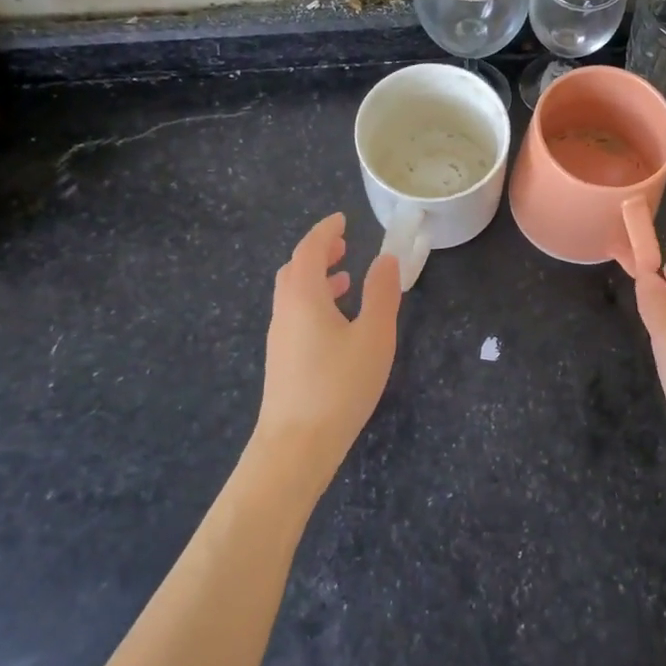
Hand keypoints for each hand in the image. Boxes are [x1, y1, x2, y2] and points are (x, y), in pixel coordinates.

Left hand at [255, 212, 402, 493]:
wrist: (296, 446)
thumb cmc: (339, 385)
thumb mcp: (373, 336)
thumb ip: (381, 294)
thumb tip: (386, 259)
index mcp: (303, 296)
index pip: (309, 249)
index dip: (325, 231)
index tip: (342, 220)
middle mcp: (285, 311)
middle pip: (295, 270)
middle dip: (318, 253)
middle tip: (343, 245)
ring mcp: (279, 338)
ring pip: (294, 295)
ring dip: (317, 279)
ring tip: (346, 279)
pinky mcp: (282, 361)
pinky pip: (296, 315)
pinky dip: (315, 303)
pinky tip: (337, 324)